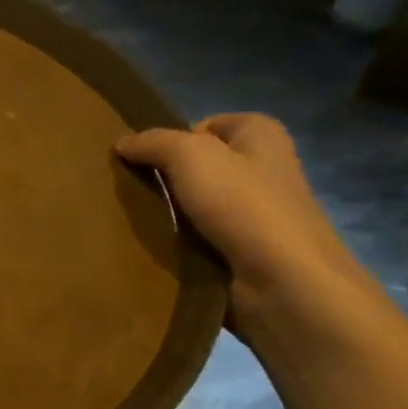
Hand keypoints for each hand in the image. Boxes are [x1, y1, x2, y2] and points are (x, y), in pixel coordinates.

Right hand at [116, 114, 374, 331]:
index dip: (175, 137)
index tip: (148, 158)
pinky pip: (201, 238)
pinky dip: (179, 243)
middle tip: (133, 188)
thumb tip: (122, 143)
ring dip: (169, 213)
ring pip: (197, 204)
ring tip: (136, 219)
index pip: (207, 124)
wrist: (284, 284)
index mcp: (262, 136)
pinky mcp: (246, 252)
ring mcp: (256, 215)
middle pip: (199, 166)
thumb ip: (153, 142)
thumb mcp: (189, 155)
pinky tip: (156, 248)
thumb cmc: (243, 205)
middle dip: (167, 177)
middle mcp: (264, 170)